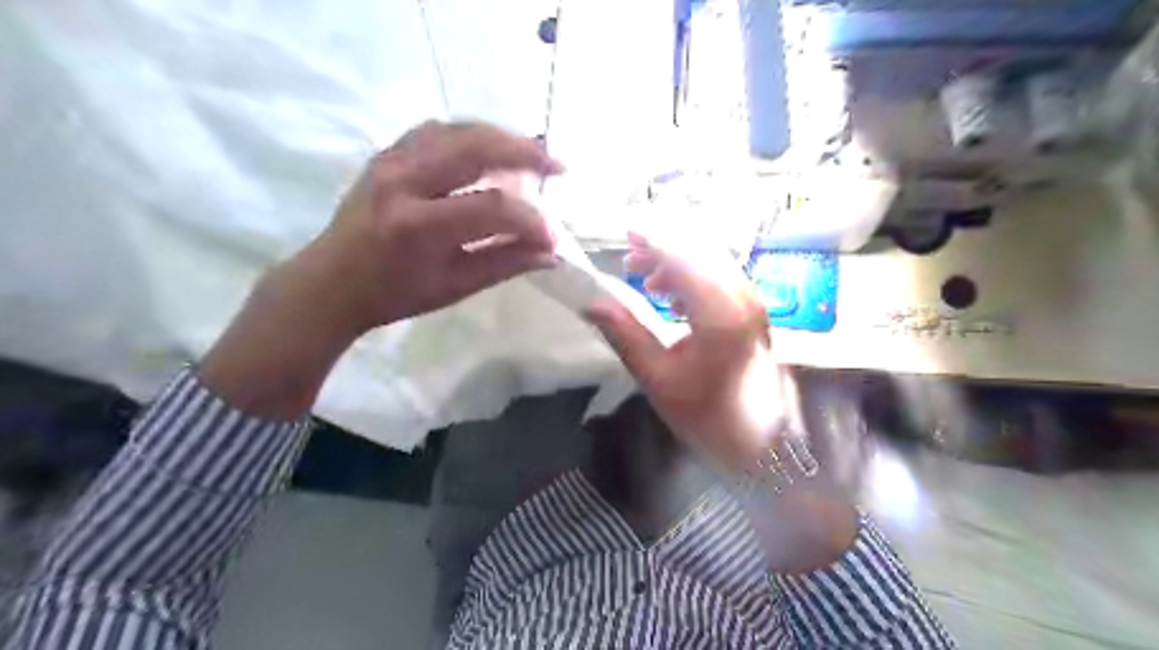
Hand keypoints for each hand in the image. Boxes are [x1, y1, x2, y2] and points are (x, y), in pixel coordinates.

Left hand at [203, 120, 565, 415]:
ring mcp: (390, 161)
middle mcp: (403, 182)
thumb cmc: (394, 294)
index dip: (531, 221)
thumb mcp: (454, 287)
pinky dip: (471, 135)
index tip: (553, 238)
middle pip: (475, 147)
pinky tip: (489, 148)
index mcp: (418, 226)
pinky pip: (436, 130)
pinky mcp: (386, 153)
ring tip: (532, 153)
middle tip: (558, 166)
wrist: (331, 282)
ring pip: (457, 129)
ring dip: (501, 137)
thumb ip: (504, 264)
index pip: (492, 208)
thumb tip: (550, 254)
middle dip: (525, 153)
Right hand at [589, 231, 797, 471]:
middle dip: (662, 244)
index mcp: (719, 311)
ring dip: (676, 259)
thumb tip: (592, 304)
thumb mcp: (658, 379)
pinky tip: (668, 295)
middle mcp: (741, 295)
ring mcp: (751, 300)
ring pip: (710, 258)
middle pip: (700, 247)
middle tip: (627, 256)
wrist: (763, 445)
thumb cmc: (710, 417)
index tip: (621, 231)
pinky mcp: (752, 310)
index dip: (651, 238)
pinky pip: (718, 274)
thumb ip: (625, 335)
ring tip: (641, 277)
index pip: (682, 255)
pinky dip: (691, 274)